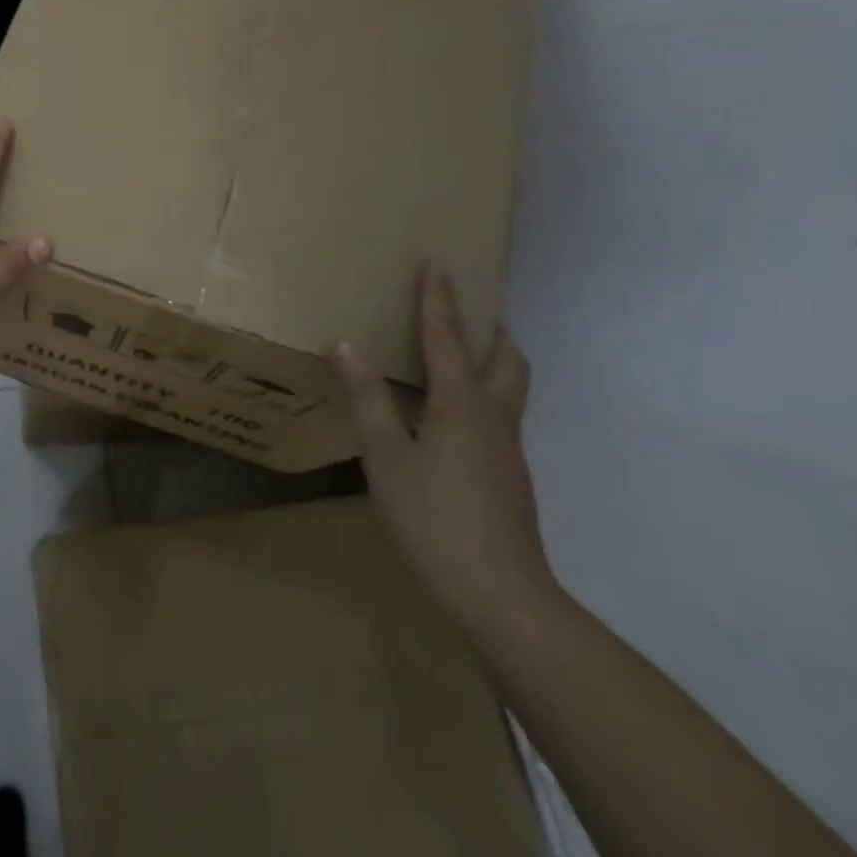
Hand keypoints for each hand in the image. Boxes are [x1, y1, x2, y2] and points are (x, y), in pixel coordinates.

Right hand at [331, 264, 556, 636]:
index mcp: (463, 404)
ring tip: (457, 358)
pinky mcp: (508, 476)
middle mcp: (494, 416)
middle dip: (488, 330)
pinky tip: (449, 420)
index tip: (439, 262)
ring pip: (509, 388)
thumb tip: (347, 344)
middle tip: (465, 314)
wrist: (500, 594)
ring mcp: (507, 449)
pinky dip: (480, 396)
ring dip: (490, 361)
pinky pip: (498, 416)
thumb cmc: (435, 518)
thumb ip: (367, 398)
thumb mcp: (387, 457)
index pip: (447, 338)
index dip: (439, 299)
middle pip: (506, 359)